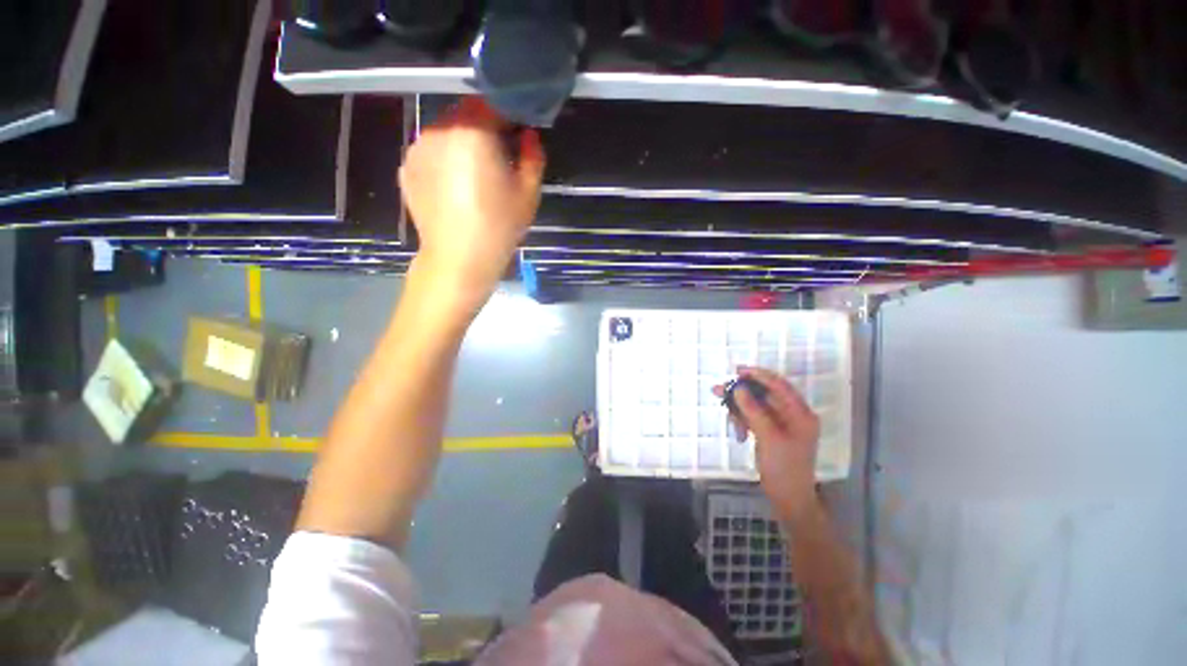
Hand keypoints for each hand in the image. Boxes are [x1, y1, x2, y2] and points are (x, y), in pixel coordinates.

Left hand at [399, 97, 545, 309]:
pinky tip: (455, 187)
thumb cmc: (499, 226)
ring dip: (464, 143)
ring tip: (475, 177)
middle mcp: (439, 129)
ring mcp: (418, 147)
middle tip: (500, 158)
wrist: (458, 259)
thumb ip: (532, 156)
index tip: (520, 135)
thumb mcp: (528, 193)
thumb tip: (528, 136)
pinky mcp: (407, 167)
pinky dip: (445, 159)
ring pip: (447, 131)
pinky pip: (431, 151)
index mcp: (473, 131)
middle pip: (467, 114)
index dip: (511, 116)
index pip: (495, 104)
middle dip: (486, 129)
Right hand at [715, 366, 819, 519]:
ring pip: (756, 406)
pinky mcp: (771, 432)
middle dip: (742, 393)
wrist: (788, 498)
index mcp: (800, 413)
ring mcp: (781, 424)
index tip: (737, 371)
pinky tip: (738, 431)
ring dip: (740, 409)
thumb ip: (754, 411)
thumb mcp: (769, 437)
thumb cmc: (784, 468)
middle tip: (720, 391)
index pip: (779, 385)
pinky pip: (754, 418)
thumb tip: (739, 388)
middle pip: (764, 395)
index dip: (759, 375)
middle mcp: (792, 414)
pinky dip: (744, 421)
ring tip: (729, 417)